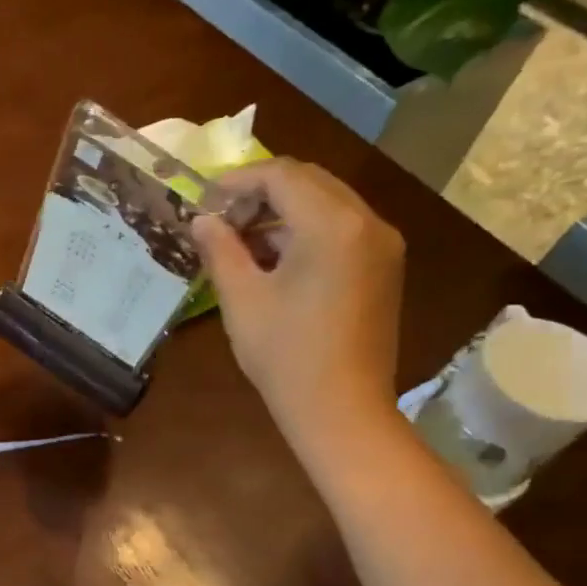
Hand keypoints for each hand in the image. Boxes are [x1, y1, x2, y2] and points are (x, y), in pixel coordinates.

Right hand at [195, 158, 405, 457]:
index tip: (205, 199)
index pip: (282, 176)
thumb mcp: (242, 300)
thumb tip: (202, 220)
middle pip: (309, 182)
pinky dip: (306, 232)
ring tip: (241, 242)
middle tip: (221, 219)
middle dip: (261, 193)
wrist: (341, 409)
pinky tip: (275, 260)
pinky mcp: (384, 267)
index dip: (239, 181)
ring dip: (283, 212)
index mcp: (332, 225)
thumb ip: (221, 251)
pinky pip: (342, 229)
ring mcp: (382, 244)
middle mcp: (367, 222)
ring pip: (327, 204)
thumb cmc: (285, 356)